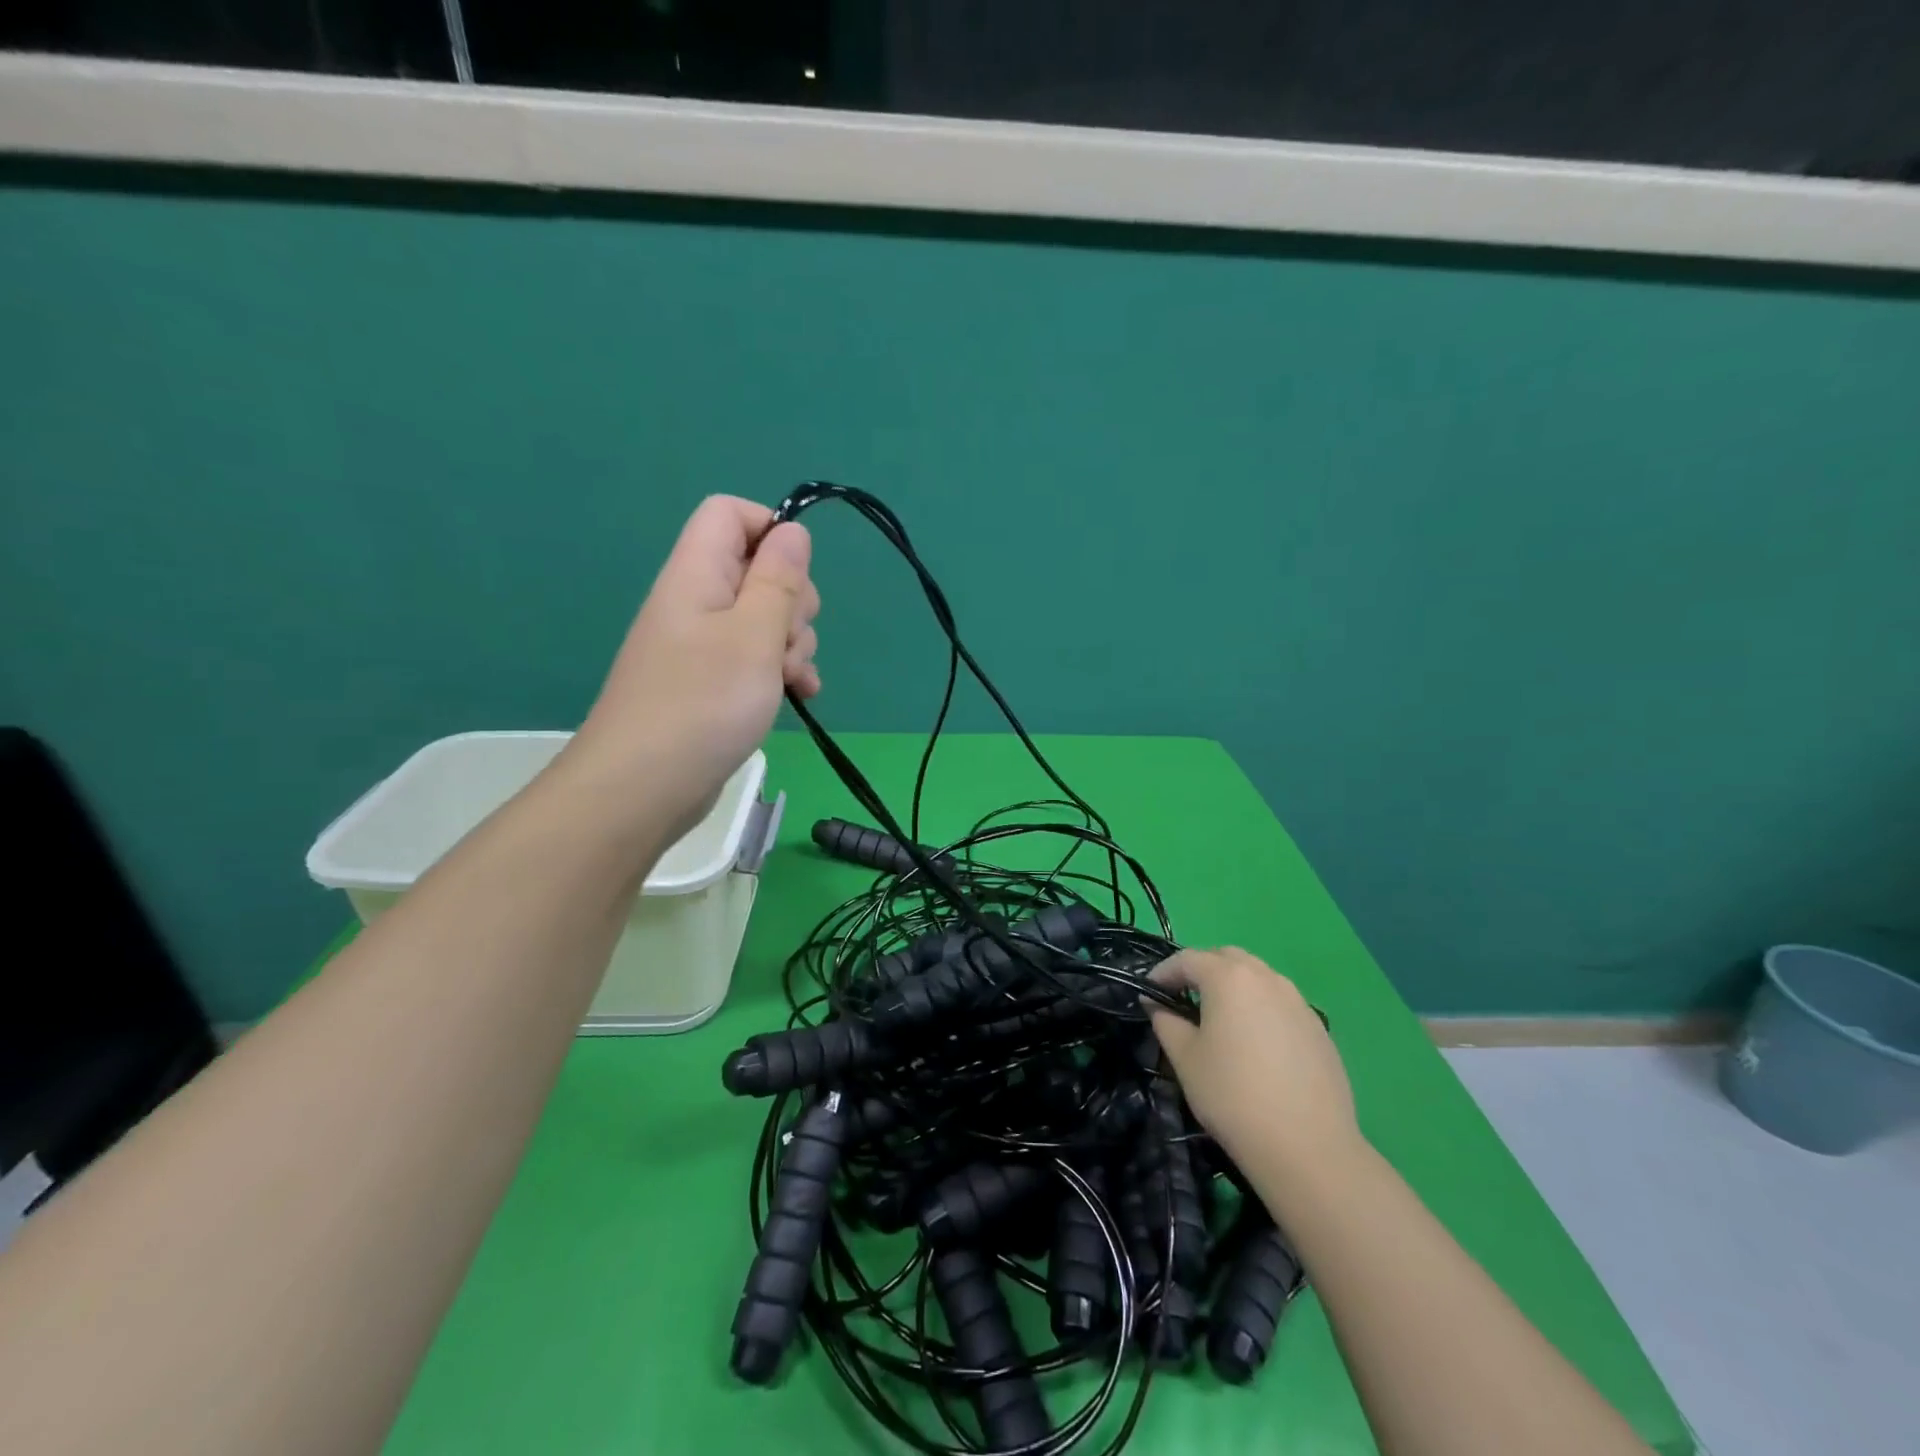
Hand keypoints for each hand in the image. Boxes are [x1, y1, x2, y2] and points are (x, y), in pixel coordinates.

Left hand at [570, 496, 819, 838]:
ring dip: (792, 645)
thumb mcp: (754, 635)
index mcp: (697, 575)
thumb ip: (778, 580)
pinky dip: (780, 672)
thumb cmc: (703, 704)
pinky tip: (799, 697)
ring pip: (764, 619)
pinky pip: (755, 659)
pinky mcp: (710, 683)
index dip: (771, 531)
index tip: (796, 578)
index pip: (730, 514)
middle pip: (757, 569)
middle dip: (792, 602)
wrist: (642, 788)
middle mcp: (696, 602)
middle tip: (788, 641)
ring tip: (793, 682)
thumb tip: (792, 530)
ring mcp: (702, 646)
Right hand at [1147, 948, 1360, 1179]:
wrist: (1307, 1147)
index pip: (1187, 959)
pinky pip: (1280, 1004)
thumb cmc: (1232, 1096)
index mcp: (1228, 977)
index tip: (1148, 993)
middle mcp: (1266, 978)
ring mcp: (1297, 1001)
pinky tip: (1255, 1045)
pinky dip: (1260, 1009)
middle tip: (1183, 999)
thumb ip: (1165, 1021)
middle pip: (1226, 958)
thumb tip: (1156, 1003)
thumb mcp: (1184, 1058)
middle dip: (1201, 971)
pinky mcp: (1318, 1028)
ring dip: (1233, 987)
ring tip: (1220, 1020)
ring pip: (1257, 978)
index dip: (1163, 972)